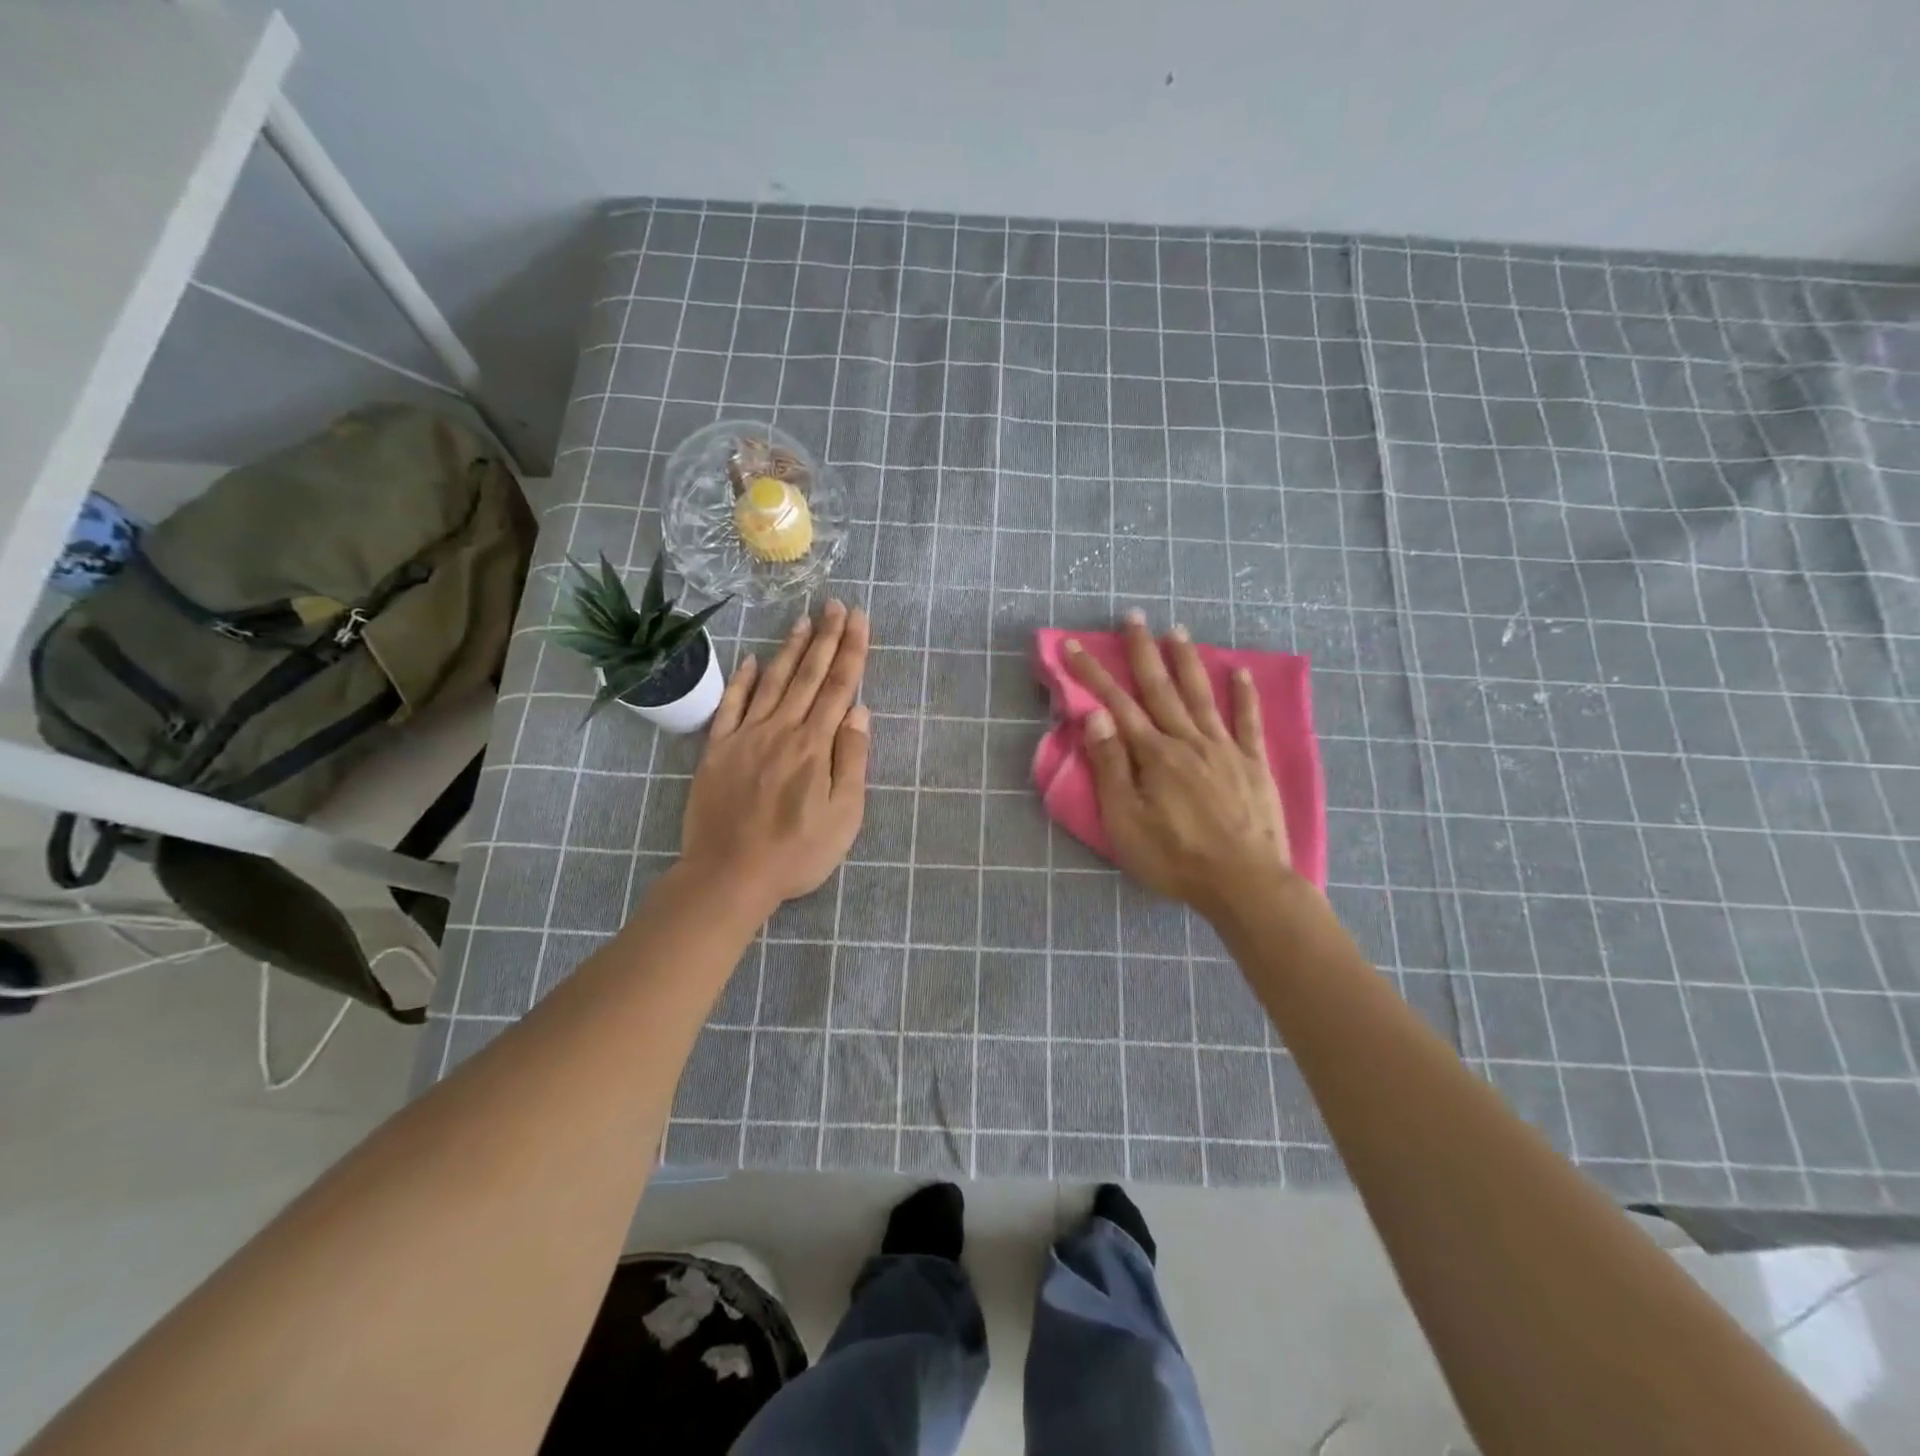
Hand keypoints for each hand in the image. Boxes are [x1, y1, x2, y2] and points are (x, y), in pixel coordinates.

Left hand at [680, 600, 870, 915]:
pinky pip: (730, 706)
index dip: (851, 651)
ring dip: (789, 649)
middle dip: (825, 638)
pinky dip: (742, 680)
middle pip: (808, 676)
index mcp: (814, 745)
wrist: (728, 875)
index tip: (858, 619)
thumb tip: (860, 712)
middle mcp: (781, 730)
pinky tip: (752, 660)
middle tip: (834, 604)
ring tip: (802, 620)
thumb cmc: (796, 853)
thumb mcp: (843, 816)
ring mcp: (745, 736)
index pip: (838, 687)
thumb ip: (851, 761)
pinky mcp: (717, 750)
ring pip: (772, 682)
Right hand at [1064, 611, 1291, 920]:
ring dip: (1187, 661)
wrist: (1245, 884)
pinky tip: (1240, 672)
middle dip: (1142, 651)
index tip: (1073, 645)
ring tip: (1177, 630)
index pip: (1116, 705)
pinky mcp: (1253, 765)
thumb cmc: (1176, 858)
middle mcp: (1188, 740)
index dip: (1091, 674)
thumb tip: (1096, 718)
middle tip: (1133, 616)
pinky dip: (1244, 695)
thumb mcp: (1126, 821)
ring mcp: (1225, 749)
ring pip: (1201, 695)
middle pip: (1161, 688)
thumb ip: (1111, 767)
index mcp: (1154, 754)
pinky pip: (1248, 722)